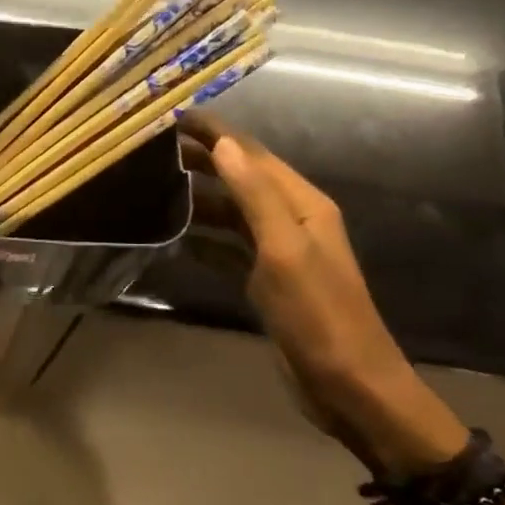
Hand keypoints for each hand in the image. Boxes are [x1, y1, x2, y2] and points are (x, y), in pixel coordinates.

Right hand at [185, 117, 466, 476]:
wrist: (351, 388)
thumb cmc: (319, 316)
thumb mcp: (285, 251)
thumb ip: (255, 195)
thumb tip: (223, 144)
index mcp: (302, 203)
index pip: (252, 153)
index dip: (215, 132)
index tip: (173, 115)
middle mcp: (292, 219)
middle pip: (241, 177)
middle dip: (202, 160)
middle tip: (154, 149)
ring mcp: (279, 251)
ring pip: (233, 212)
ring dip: (200, 198)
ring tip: (157, 187)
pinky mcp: (267, 280)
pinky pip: (230, 248)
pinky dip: (205, 239)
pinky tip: (177, 238)